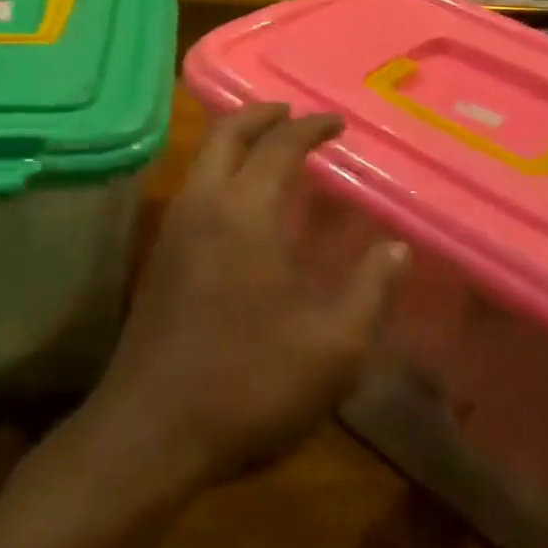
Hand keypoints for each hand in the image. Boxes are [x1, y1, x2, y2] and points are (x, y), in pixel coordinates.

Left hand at [87, 103, 410, 488]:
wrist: (150, 432)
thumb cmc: (249, 382)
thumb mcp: (333, 346)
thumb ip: (371, 290)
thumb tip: (397, 249)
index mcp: (245, 210)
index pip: (279, 144)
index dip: (311, 127)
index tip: (337, 123)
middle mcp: (203, 204)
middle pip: (226, 133)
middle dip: (262, 114)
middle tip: (294, 116)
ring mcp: (173, 229)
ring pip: (203, 159)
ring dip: (237, 141)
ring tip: (272, 152)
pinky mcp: (159, 257)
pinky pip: (194, 188)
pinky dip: (221, 172)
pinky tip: (244, 206)